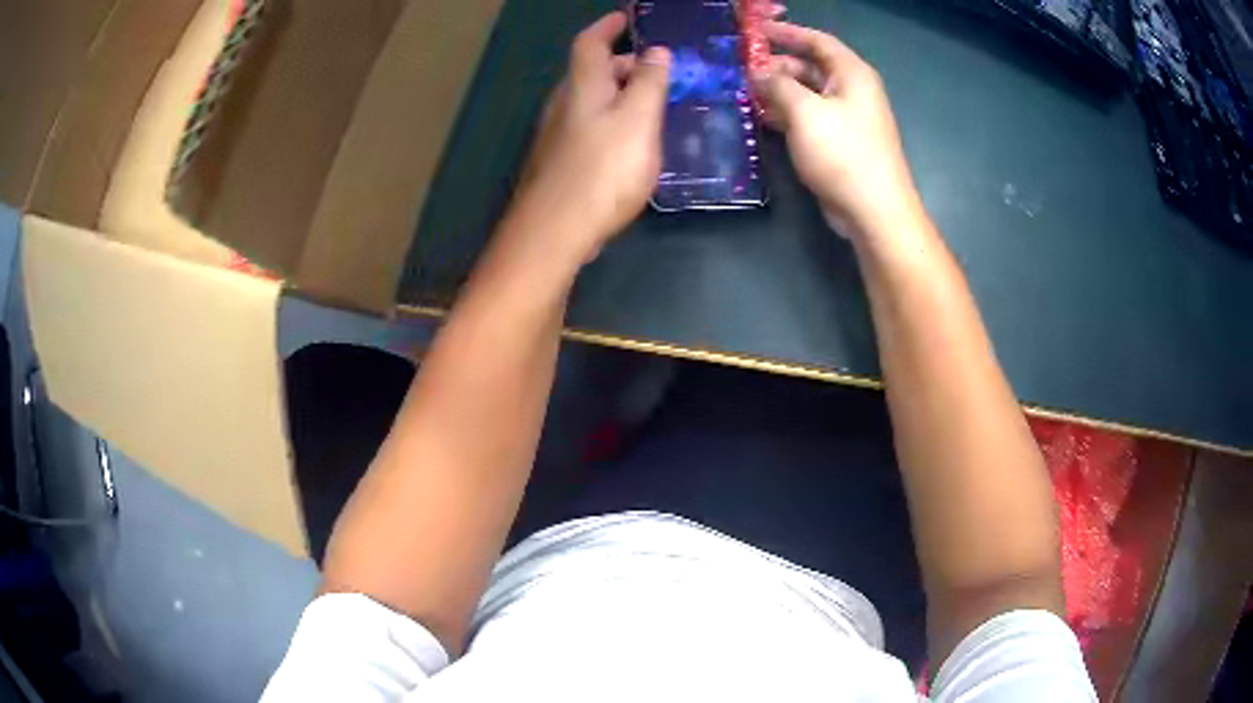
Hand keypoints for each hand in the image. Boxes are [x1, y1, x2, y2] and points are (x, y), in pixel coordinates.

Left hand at [511, 12, 670, 260]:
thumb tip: (656, 51)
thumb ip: (649, 82)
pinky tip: (628, 142)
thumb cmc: (603, 170)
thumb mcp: (638, 120)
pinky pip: (587, 127)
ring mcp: (556, 135)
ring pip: (589, 101)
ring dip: (617, 94)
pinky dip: (609, 121)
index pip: (590, 42)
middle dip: (621, 64)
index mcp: (583, 86)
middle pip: (590, 72)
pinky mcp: (558, 163)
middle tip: (655, 70)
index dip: (607, 26)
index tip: (626, 18)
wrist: (555, 231)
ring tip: (649, 104)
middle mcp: (563, 104)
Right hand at [752, 22, 922, 240]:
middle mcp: (852, 90)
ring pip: (807, 93)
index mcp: (851, 74)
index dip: (786, 32)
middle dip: (777, 65)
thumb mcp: (805, 112)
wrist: (874, 211)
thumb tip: (758, 71)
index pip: (817, 40)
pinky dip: (787, 113)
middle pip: (810, 66)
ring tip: (745, 92)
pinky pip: (809, 117)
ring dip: (778, 91)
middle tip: (742, 68)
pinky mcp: (839, 142)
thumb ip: (778, 85)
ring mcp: (847, 117)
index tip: (755, 31)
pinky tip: (763, 118)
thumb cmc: (843, 154)